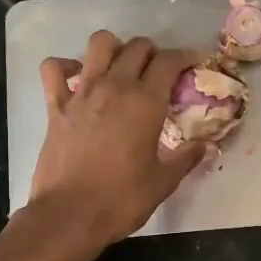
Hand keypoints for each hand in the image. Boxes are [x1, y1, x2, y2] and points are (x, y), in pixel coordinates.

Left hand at [31, 31, 207, 250]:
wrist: (70, 215)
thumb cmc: (122, 200)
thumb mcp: (163, 182)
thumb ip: (186, 158)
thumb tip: (206, 146)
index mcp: (145, 103)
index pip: (169, 62)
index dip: (185, 56)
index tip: (194, 61)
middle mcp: (114, 87)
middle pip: (137, 47)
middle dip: (154, 52)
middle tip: (161, 71)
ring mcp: (81, 93)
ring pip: (99, 44)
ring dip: (115, 48)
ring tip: (121, 66)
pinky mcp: (55, 106)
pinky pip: (54, 69)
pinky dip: (65, 66)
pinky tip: (76, 77)